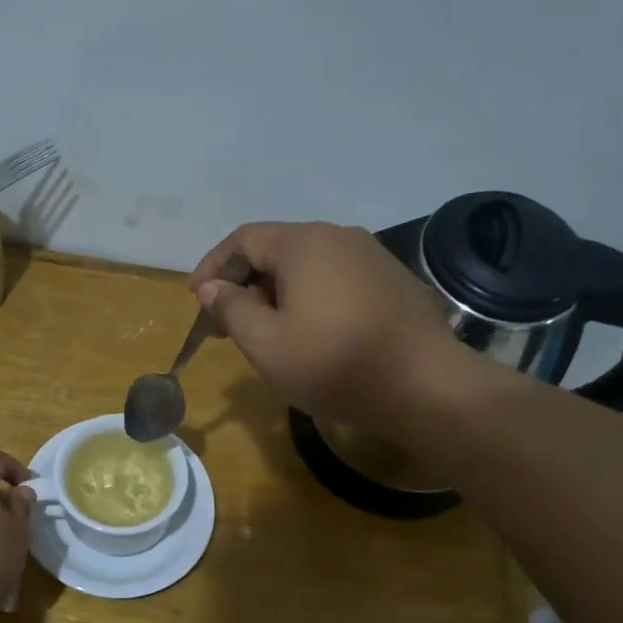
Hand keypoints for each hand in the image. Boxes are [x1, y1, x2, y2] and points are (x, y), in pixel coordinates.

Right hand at [189, 222, 463, 429]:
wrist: (425, 385)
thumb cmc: (335, 363)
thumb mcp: (266, 344)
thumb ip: (232, 309)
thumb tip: (213, 287)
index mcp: (304, 243)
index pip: (243, 240)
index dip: (212, 267)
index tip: (197, 300)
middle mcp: (339, 237)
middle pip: (276, 250)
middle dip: (244, 284)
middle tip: (227, 326)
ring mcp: (371, 257)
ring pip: (306, 267)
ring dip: (276, 294)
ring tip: (266, 334)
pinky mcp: (391, 281)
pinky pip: (335, 280)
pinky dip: (309, 299)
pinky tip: (310, 334)